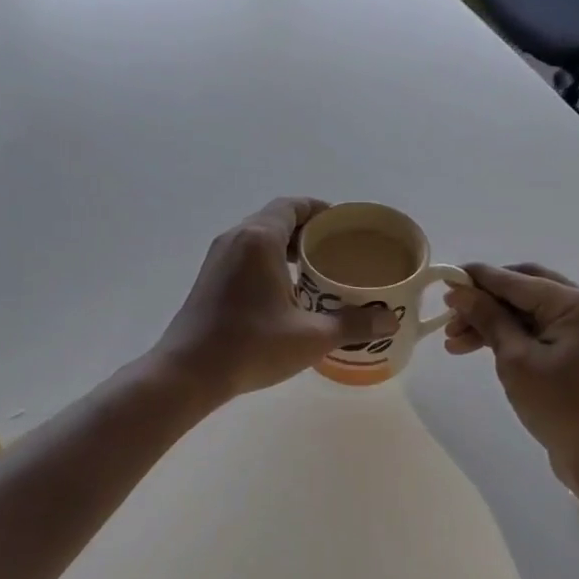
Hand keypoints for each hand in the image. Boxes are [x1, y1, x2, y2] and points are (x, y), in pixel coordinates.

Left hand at [154, 197, 397, 403]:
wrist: (188, 372)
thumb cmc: (251, 346)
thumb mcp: (310, 337)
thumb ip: (353, 324)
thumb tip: (390, 320)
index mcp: (259, 238)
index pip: (293, 206)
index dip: (321, 210)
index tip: (345, 227)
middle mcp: (236, 238)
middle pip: (276, 219)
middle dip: (308, 231)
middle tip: (337, 252)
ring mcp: (218, 258)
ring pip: (259, 238)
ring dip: (287, 248)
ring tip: (316, 272)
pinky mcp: (209, 278)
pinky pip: (245, 256)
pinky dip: (268, 262)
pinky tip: (286, 292)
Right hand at [444, 263, 578, 498]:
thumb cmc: (562, 407)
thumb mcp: (516, 360)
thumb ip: (487, 319)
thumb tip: (459, 290)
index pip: (518, 281)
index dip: (478, 279)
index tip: (443, 279)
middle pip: (525, 291)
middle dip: (484, 302)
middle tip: (449, 317)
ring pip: (529, 313)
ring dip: (493, 322)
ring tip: (454, 342)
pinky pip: (541, 332)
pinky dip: (512, 337)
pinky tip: (481, 349)